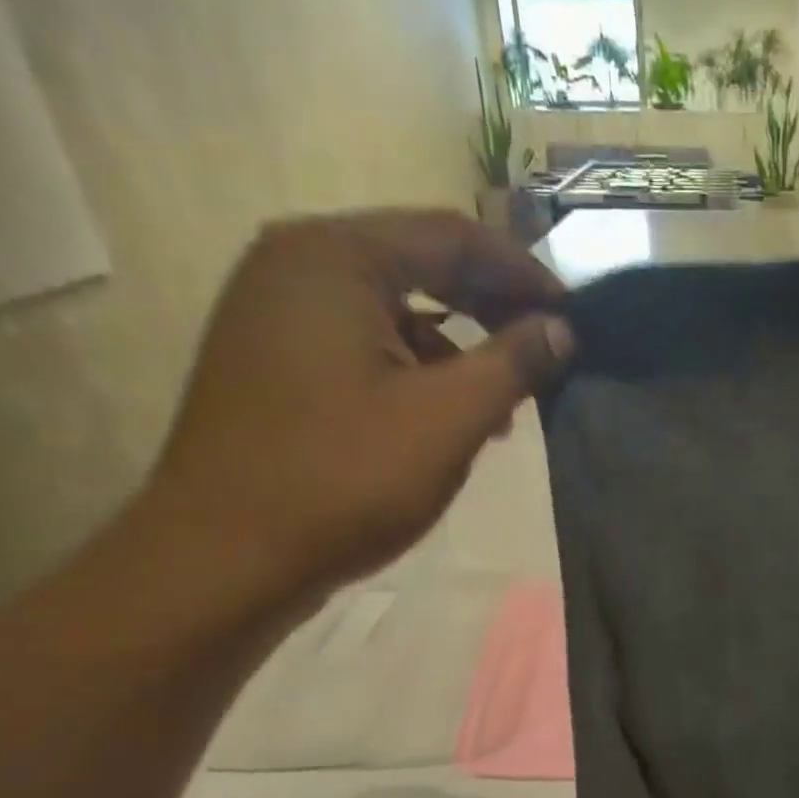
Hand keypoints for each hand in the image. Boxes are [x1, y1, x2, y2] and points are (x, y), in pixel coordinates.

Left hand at [141, 210, 571, 617]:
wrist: (224, 560)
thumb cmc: (343, 479)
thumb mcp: (448, 419)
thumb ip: (514, 363)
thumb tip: (562, 330)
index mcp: (334, 258)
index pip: (453, 237)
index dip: (524, 274)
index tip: (574, 317)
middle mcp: (296, 265)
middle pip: (420, 263)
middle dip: (492, 306)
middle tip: (548, 349)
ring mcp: (275, 312)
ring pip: (393, 307)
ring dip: (458, 344)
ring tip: (505, 398)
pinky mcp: (273, 359)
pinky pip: (363, 341)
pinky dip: (415, 367)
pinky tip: (447, 416)